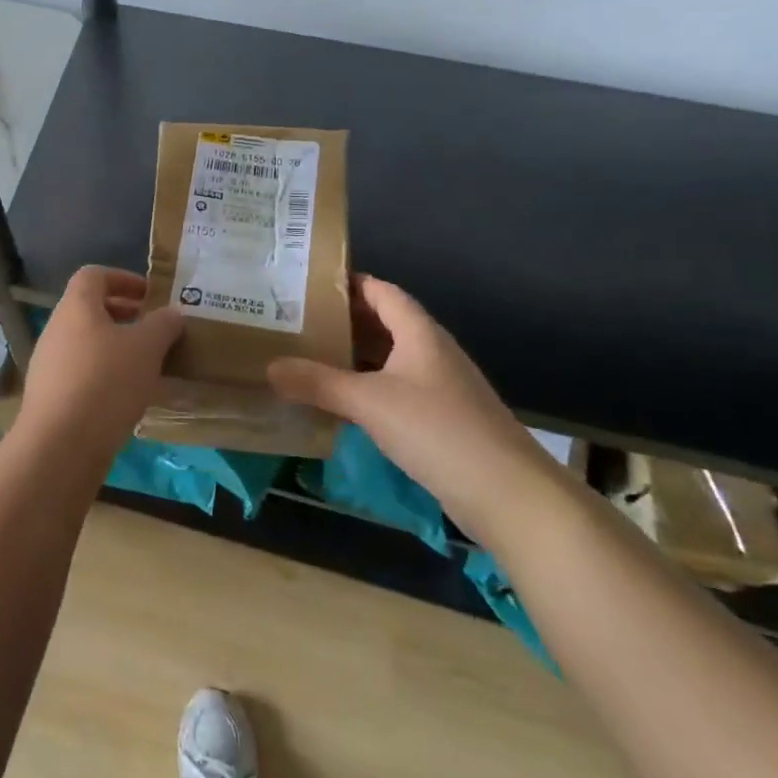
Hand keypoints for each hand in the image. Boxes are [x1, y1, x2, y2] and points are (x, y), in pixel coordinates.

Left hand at [17, 267, 183, 451]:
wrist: (60, 445)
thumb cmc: (106, 382)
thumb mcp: (146, 348)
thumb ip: (163, 325)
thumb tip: (172, 314)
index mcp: (76, 307)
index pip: (94, 275)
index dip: (124, 278)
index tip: (151, 295)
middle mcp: (56, 329)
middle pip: (90, 310)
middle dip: (125, 316)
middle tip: (155, 331)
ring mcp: (49, 364)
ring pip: (87, 344)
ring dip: (117, 349)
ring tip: (148, 367)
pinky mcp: (50, 397)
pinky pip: (82, 374)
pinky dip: (106, 376)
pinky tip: (129, 398)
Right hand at [267, 276, 561, 541]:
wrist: (508, 495)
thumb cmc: (438, 431)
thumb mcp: (369, 402)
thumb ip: (318, 383)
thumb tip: (269, 366)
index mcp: (420, 333)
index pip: (383, 292)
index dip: (350, 283)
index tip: (309, 283)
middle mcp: (432, 353)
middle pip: (384, 324)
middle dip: (343, 322)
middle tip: (297, 322)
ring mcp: (440, 388)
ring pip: (389, 360)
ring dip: (353, 358)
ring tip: (308, 357)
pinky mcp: (442, 421)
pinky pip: (395, 391)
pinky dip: (367, 389)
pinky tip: (340, 403)